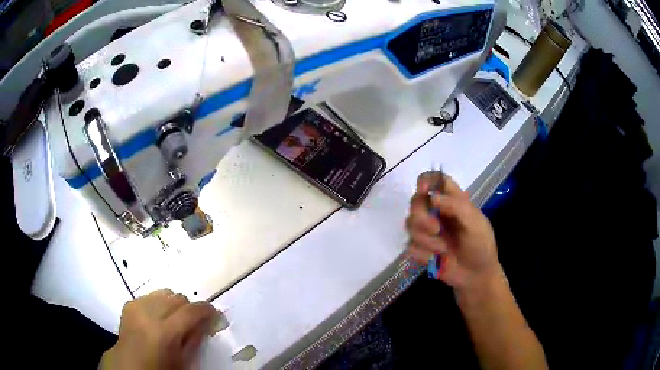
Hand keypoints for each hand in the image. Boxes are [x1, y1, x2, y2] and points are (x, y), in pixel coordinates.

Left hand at [100, 289, 216, 369]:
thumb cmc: (161, 369)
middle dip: (189, 308)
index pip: (191, 311)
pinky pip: (151, 295)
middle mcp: (149, 313)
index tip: (213, 314)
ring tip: (172, 320)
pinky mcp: (129, 303)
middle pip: (178, 297)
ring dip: (173, 304)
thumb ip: (196, 338)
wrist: (130, 366)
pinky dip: (158, 304)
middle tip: (191, 323)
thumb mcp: (184, 361)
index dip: (206, 310)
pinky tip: (156, 318)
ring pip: (165, 292)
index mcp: (165, 332)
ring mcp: (137, 305)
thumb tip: (208, 321)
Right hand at [406, 172, 500, 291]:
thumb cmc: (481, 246)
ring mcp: (426, 231)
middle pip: (416, 202)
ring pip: (410, 225)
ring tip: (443, 249)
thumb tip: (432, 197)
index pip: (435, 180)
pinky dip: (423, 254)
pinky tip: (436, 259)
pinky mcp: (420, 248)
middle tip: (436, 229)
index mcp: (452, 200)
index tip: (423, 191)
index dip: (426, 180)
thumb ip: (457, 207)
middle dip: (423, 217)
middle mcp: (436, 212)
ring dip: (426, 239)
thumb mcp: (476, 224)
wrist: (475, 276)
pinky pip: (410, 246)